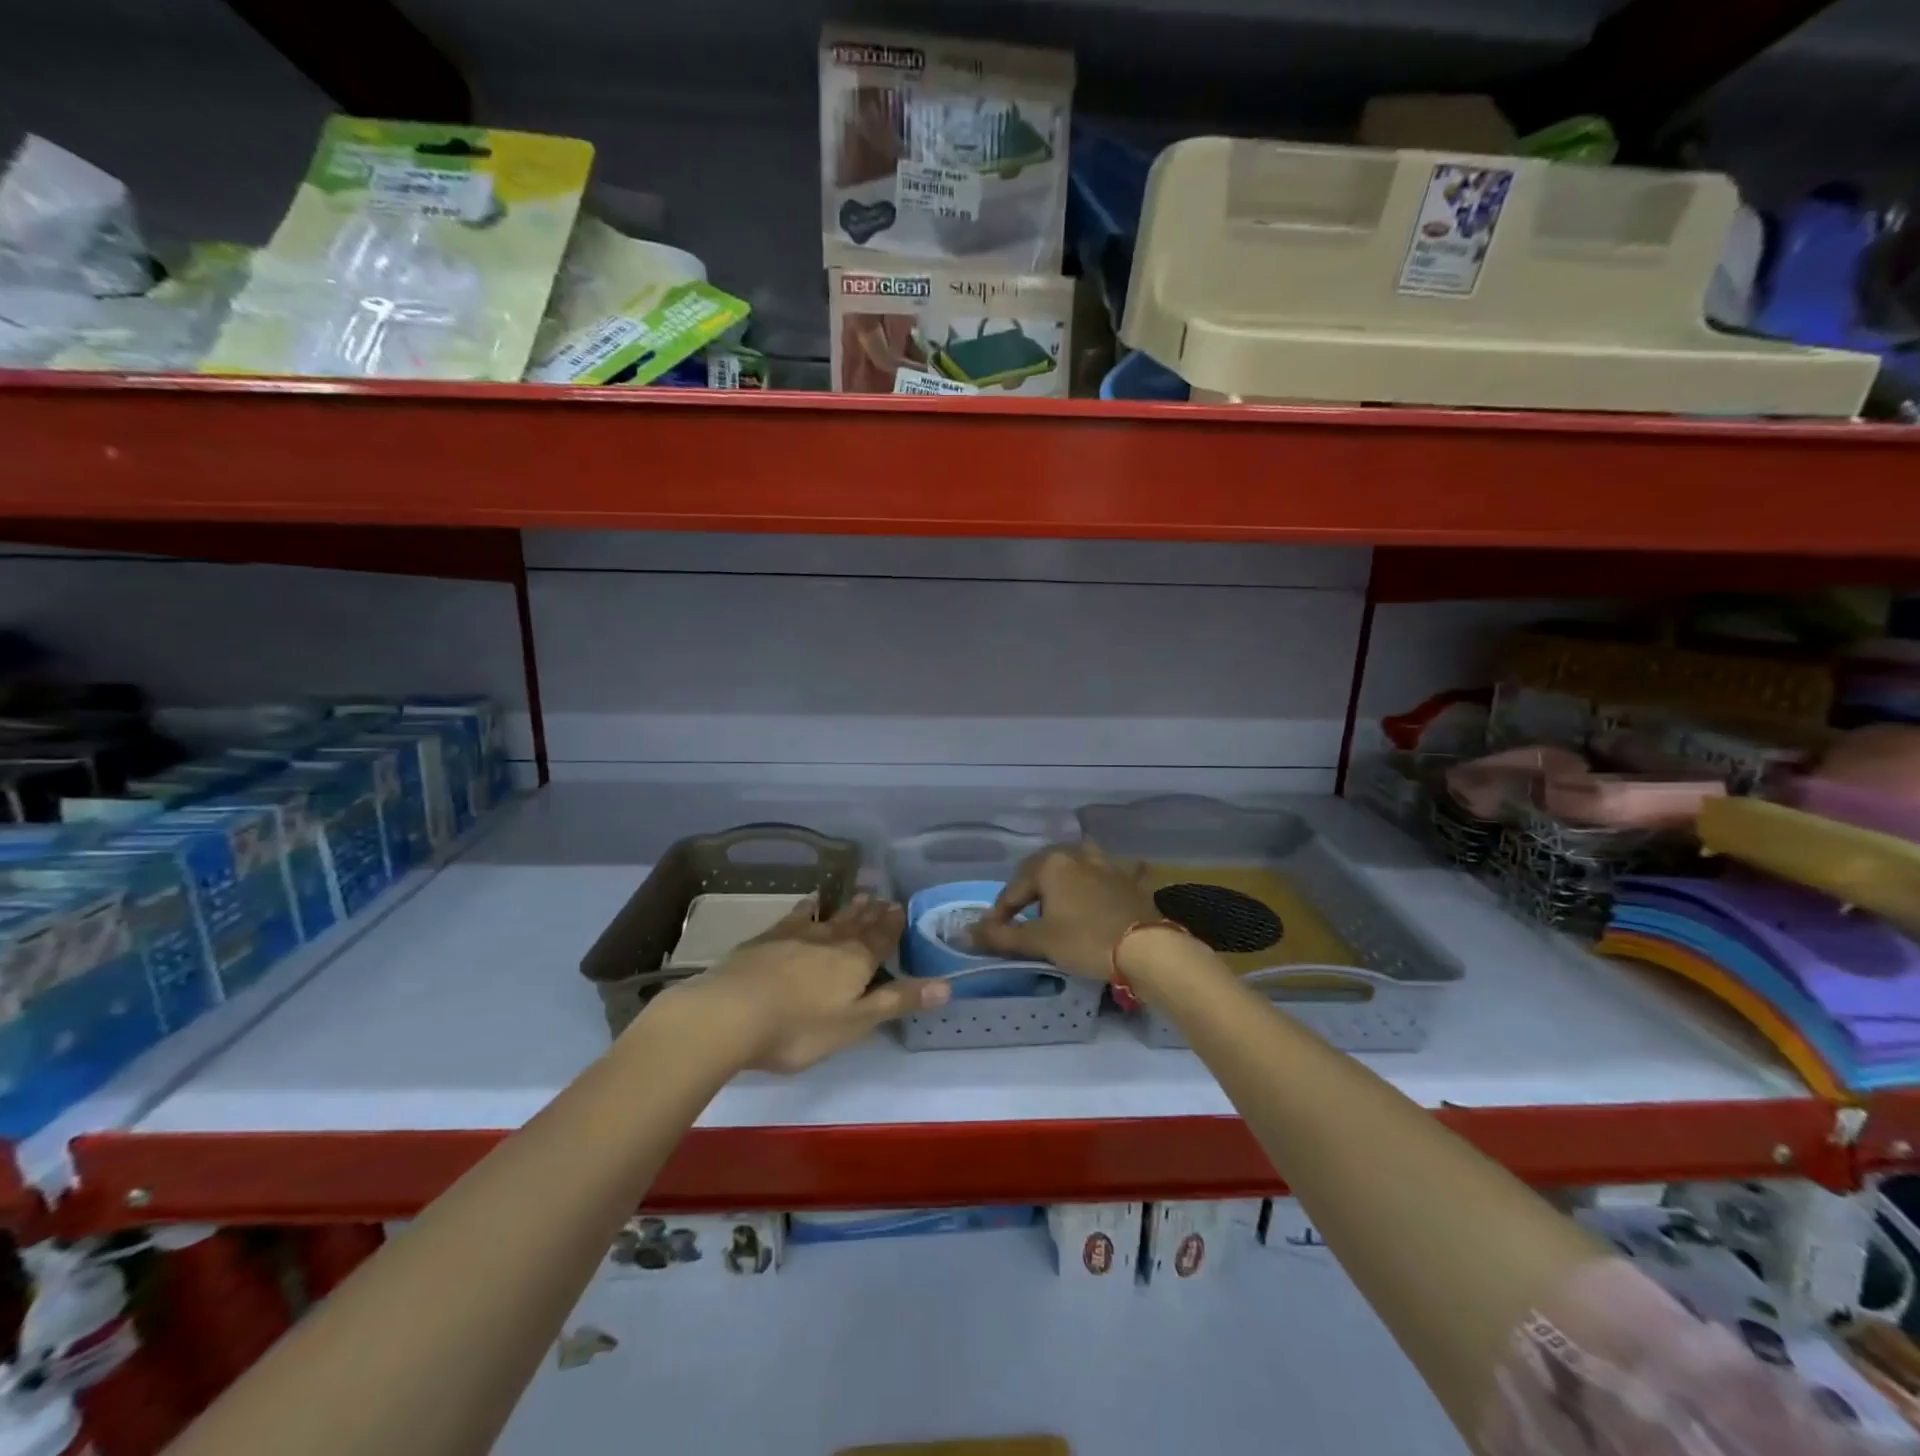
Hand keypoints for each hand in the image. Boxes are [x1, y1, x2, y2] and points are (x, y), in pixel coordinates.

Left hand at [659, 895, 949, 1073]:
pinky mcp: (766, 939)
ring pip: (830, 917)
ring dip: (847, 908)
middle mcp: (830, 941)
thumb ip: (897, 1002)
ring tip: (860, 895)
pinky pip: (795, 916)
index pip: (881, 939)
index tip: (901, 907)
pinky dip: (808, 907)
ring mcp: (796, 936)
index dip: (892, 926)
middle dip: (873, 913)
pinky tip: (810, 901)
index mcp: (855, 962)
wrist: (731, 1013)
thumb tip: (947, 986)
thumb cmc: (798, 1028)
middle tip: (884, 897)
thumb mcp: (855, 1023)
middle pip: (857, 924)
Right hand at [972, 843, 1161, 981]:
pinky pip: (1115, 872)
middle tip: (1022, 915)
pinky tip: (1112, 880)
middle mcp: (1076, 855)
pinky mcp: (1130, 880)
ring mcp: (1107, 865)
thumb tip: (966, 934)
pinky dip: (1110, 877)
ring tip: (1059, 897)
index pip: (1014, 888)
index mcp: (1050, 864)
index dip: (1000, 912)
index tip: (993, 934)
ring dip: (1066, 876)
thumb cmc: (1085, 940)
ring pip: (1078, 863)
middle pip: (1043, 869)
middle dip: (1030, 889)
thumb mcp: (1039, 941)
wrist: (1146, 948)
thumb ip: (1002, 936)